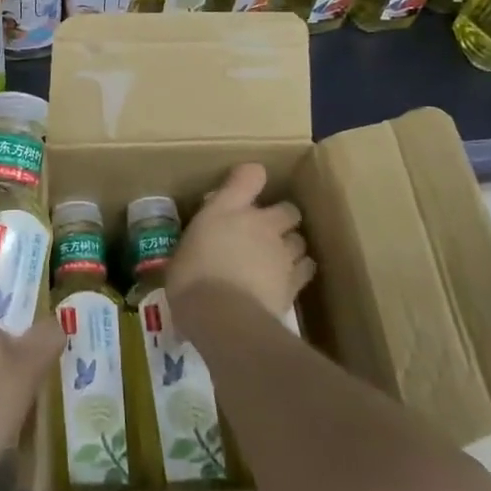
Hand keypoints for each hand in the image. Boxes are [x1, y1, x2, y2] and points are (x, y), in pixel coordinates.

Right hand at [167, 162, 313, 320]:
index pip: (250, 175)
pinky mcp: (294, 280)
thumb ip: (200, 241)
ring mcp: (281, 251)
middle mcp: (260, 223)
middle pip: (287, 209)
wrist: (223, 315)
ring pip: (300, 239)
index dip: (251, 178)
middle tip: (264, 234)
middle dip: (281, 218)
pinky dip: (299, 271)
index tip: (244, 189)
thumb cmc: (190, 279)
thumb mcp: (184, 252)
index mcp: (227, 209)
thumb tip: (203, 246)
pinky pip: (306, 267)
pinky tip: (287, 280)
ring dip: (290, 246)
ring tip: (277, 260)